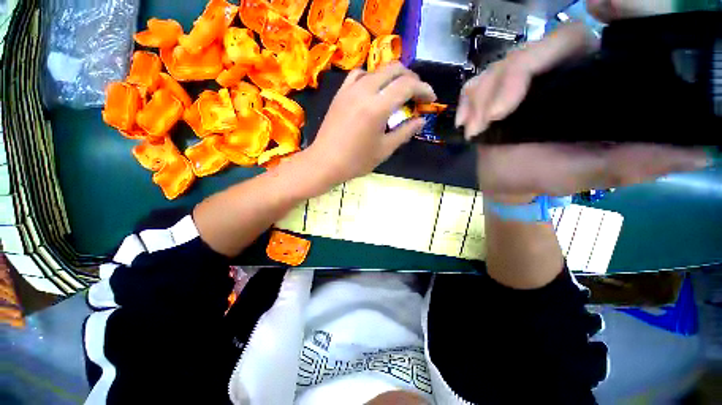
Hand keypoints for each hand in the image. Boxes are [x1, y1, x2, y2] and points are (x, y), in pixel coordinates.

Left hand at [306, 62, 435, 185]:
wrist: (325, 162)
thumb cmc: (356, 161)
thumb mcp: (384, 150)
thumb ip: (405, 132)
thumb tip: (421, 120)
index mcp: (377, 107)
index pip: (407, 86)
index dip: (423, 89)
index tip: (430, 99)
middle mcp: (364, 91)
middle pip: (394, 69)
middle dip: (411, 78)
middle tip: (417, 94)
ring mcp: (349, 90)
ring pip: (377, 69)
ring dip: (392, 76)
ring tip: (398, 91)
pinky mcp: (340, 93)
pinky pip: (358, 75)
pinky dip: (372, 77)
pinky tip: (374, 90)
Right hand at [455, 23, 708, 194]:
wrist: (507, 182)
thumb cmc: (547, 176)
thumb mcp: (596, 172)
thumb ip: (641, 163)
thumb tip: (702, 153)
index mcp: (584, 83)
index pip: (583, 38)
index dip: (598, 12)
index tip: (596, 8)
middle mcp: (553, 73)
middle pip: (531, 52)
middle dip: (507, 83)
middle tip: (492, 119)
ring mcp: (517, 83)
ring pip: (498, 68)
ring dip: (482, 99)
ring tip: (477, 129)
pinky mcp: (490, 94)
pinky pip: (474, 85)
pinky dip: (467, 102)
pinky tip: (467, 124)